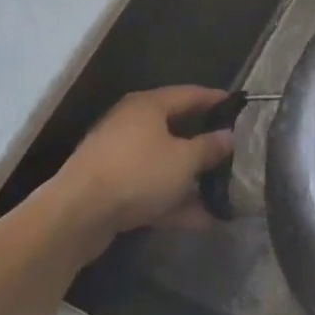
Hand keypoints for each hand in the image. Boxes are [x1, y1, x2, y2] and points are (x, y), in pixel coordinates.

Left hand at [55, 85, 234, 238]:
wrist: (75, 217)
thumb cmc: (137, 173)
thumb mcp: (184, 160)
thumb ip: (209, 147)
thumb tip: (228, 137)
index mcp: (148, 106)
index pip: (190, 94)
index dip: (216, 99)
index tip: (239, 106)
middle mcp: (131, 124)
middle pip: (176, 130)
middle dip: (204, 145)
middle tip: (233, 151)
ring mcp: (118, 158)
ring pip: (163, 164)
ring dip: (191, 180)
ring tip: (221, 194)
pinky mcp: (109, 188)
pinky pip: (149, 188)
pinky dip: (172, 201)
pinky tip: (200, 220)